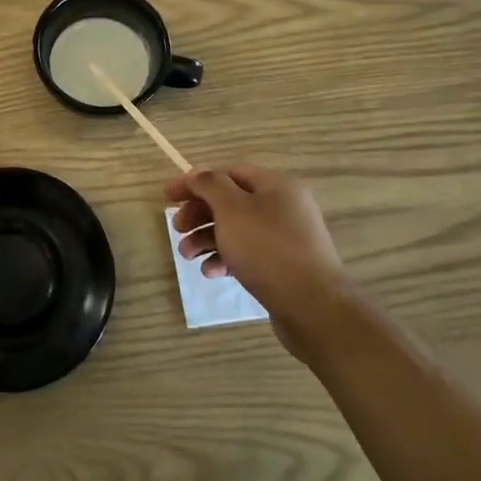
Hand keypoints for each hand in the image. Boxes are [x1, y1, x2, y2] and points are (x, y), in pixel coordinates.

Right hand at [166, 164, 350, 359]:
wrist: (313, 308)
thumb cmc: (267, 249)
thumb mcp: (232, 209)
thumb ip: (210, 185)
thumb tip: (198, 175)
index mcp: (275, 185)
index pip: (227, 173)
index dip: (195, 182)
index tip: (167, 198)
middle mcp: (283, 206)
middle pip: (230, 201)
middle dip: (199, 214)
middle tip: (176, 229)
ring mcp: (286, 237)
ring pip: (236, 229)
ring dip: (207, 238)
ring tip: (187, 256)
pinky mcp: (284, 266)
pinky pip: (248, 253)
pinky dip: (226, 258)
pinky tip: (211, 272)